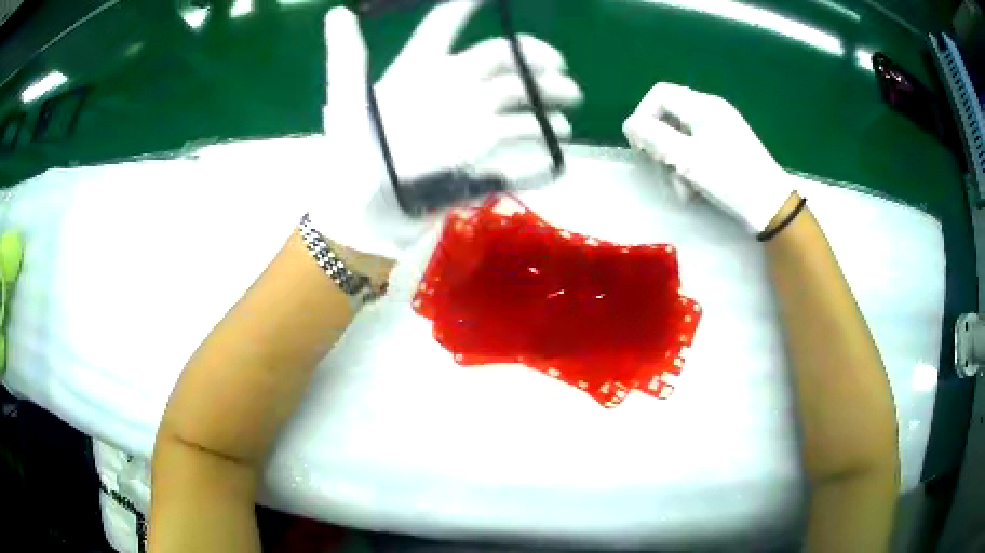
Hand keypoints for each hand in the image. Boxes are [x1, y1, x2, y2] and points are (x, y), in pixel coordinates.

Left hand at [312, 1, 581, 257]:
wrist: (366, 216)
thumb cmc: (351, 158)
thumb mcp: (347, 106)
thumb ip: (348, 59)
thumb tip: (338, 11)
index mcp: (417, 70)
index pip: (442, 28)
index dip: (465, 7)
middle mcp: (448, 87)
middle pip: (498, 58)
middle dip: (531, 57)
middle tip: (558, 68)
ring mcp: (467, 119)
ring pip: (515, 95)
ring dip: (545, 94)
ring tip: (568, 103)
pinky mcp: (478, 152)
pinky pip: (516, 138)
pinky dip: (540, 137)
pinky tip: (557, 140)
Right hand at [622, 82, 792, 233]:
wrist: (771, 206)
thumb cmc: (730, 178)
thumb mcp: (687, 158)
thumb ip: (654, 137)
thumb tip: (629, 124)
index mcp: (702, 106)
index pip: (659, 95)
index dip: (643, 116)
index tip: (640, 147)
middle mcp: (711, 110)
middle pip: (669, 117)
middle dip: (661, 147)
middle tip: (663, 173)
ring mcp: (721, 129)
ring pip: (682, 137)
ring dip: (674, 163)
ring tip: (682, 191)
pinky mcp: (727, 147)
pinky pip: (697, 149)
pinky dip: (690, 167)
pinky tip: (693, 190)